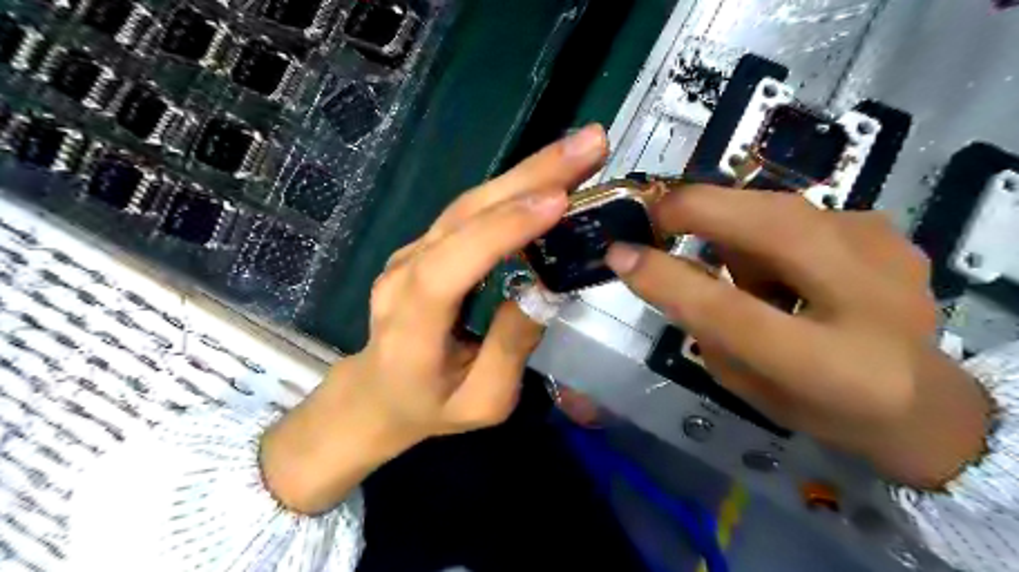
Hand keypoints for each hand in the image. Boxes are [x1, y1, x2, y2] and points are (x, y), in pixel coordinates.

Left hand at [260, 125, 606, 513]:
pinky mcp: (426, 246)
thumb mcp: (482, 401)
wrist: (377, 395)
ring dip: (527, 173)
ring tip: (581, 150)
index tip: (558, 200)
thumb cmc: (429, 407)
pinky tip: (550, 176)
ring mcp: (411, 254)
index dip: (501, 230)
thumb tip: (546, 290)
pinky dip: (514, 190)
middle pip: (464, 215)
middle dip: (530, 175)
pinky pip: (470, 212)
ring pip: (469, 203)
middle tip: (590, 144)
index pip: (450, 266)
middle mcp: (404, 274)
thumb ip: (511, 348)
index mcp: (411, 324)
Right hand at [607, 186, 991, 487]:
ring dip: (732, 225)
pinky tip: (783, 265)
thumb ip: (704, 326)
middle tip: (653, 217)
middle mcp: (871, 301)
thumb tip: (660, 264)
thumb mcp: (746, 384)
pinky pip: (797, 212)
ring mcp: (886, 252)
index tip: (618, 254)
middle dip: (696, 208)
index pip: (730, 312)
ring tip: (737, 266)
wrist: (922, 400)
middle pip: (770, 227)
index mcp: (830, 367)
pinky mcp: (885, 229)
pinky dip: (766, 230)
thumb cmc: (817, 405)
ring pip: (778, 208)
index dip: (667, 278)